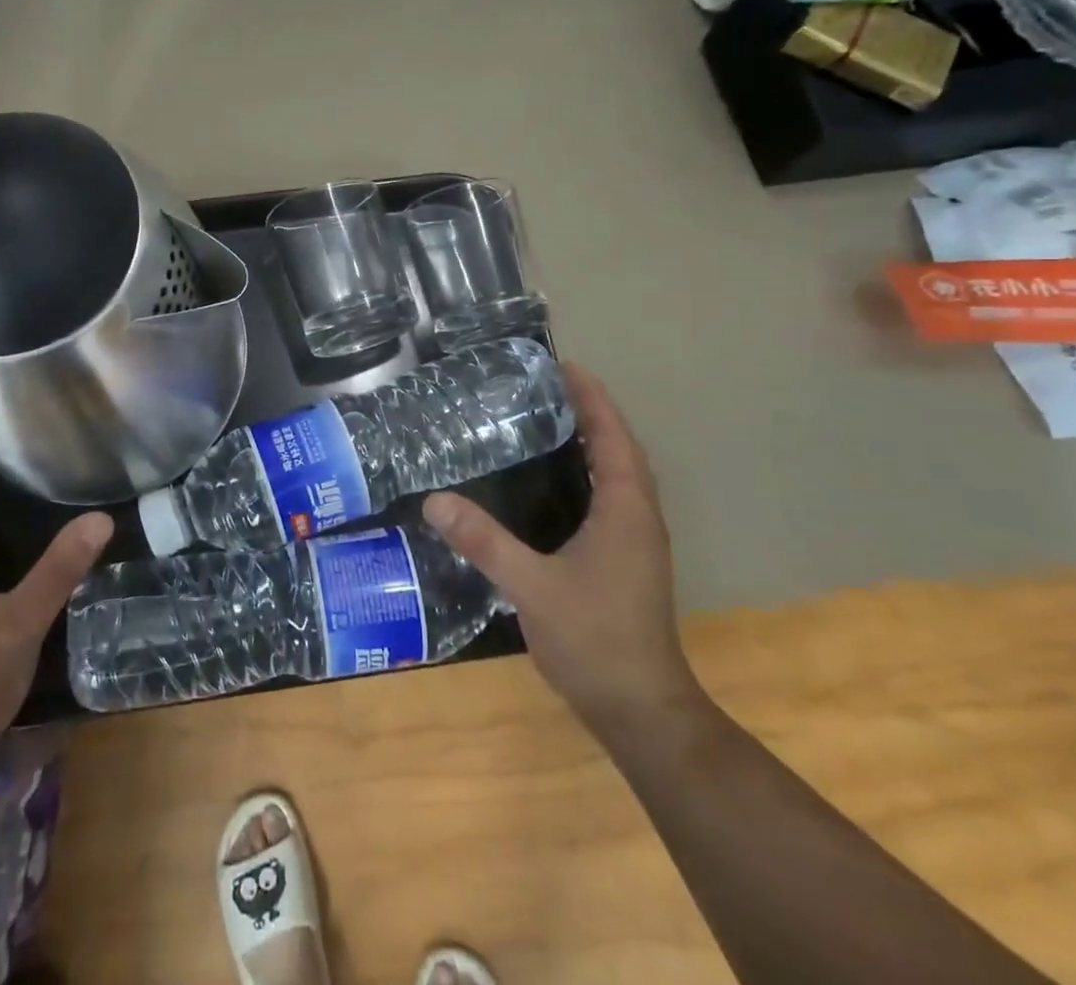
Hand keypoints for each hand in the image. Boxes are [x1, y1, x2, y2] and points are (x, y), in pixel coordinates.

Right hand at [423, 362, 702, 739]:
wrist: (641, 710)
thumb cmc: (595, 640)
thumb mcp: (532, 587)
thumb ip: (484, 542)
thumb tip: (435, 500)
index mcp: (626, 510)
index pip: (613, 438)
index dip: (592, 399)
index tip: (564, 365)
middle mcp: (637, 517)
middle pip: (618, 449)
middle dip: (589, 413)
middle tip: (544, 387)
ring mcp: (635, 542)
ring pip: (617, 475)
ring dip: (591, 442)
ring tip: (545, 420)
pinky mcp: (626, 561)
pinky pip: (609, 498)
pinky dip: (587, 474)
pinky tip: (551, 483)